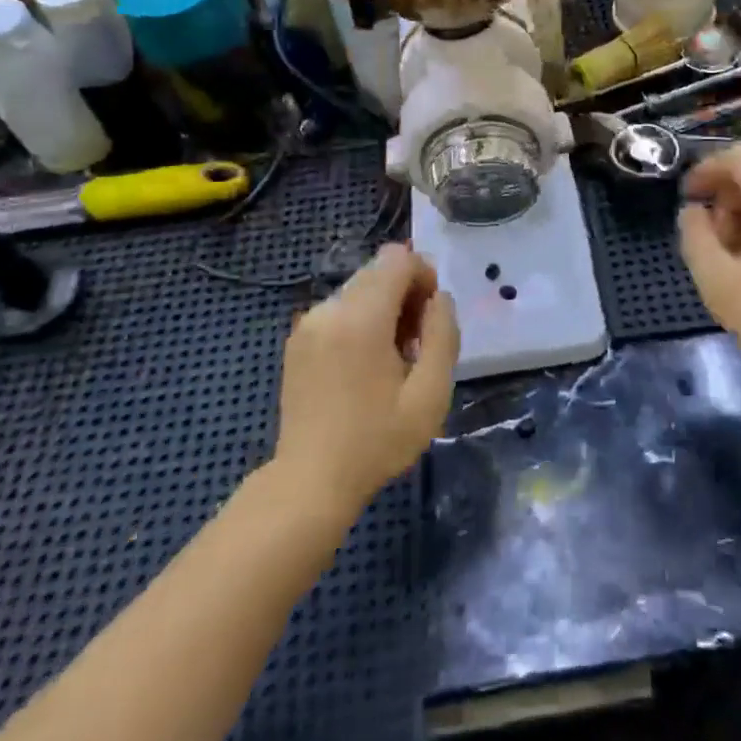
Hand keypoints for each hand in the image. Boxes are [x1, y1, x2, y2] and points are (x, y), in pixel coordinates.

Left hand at [274, 243, 458, 519]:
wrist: (309, 482)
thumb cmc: (376, 441)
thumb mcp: (430, 395)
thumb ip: (443, 336)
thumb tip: (440, 299)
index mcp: (360, 318)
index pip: (398, 258)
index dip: (424, 275)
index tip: (432, 317)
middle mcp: (329, 309)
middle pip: (378, 271)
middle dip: (406, 294)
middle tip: (415, 344)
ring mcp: (308, 323)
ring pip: (359, 289)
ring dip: (384, 309)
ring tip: (392, 359)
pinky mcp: (298, 339)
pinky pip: (339, 309)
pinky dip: (360, 321)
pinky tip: (364, 365)